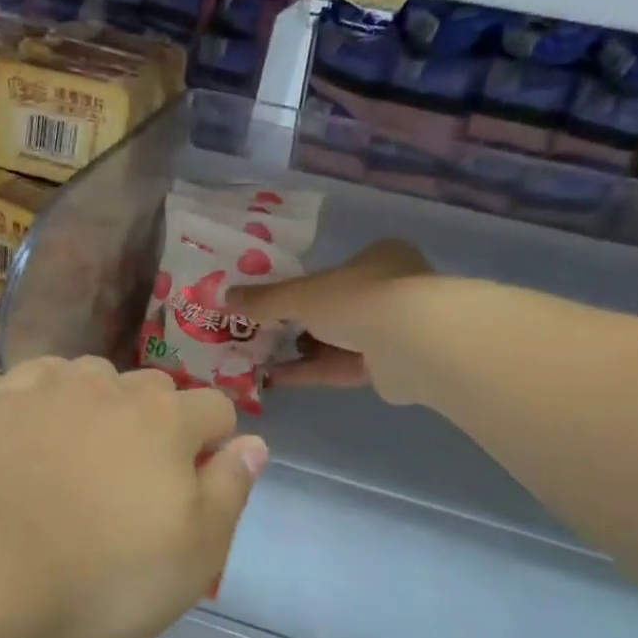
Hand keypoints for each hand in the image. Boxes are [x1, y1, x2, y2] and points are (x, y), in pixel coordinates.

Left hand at [0, 357, 269, 637]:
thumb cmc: (102, 576)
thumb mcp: (195, 556)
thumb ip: (231, 491)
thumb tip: (254, 444)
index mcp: (169, 421)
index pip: (215, 410)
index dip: (215, 444)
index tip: (196, 484)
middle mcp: (113, 388)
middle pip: (155, 390)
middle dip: (159, 425)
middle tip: (135, 482)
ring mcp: (49, 389)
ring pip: (95, 378)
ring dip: (102, 406)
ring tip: (81, 456)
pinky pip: (37, 381)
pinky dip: (47, 399)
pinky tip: (35, 432)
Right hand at [228, 240, 438, 404]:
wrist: (413, 343)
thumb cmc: (359, 299)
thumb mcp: (302, 294)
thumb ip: (265, 299)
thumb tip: (224, 297)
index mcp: (377, 259)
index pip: (333, 272)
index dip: (300, 288)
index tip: (269, 304)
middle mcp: (390, 291)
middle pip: (332, 309)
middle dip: (295, 324)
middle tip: (258, 335)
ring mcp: (392, 331)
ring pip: (335, 341)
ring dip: (298, 351)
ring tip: (257, 359)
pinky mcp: (389, 367)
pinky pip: (340, 367)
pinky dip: (308, 371)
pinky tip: (273, 379)